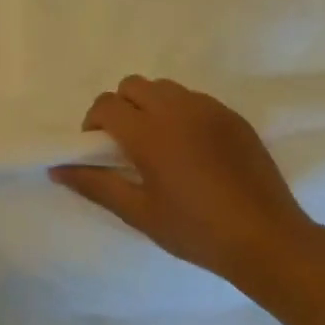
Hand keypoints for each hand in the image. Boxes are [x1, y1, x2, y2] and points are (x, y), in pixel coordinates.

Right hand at [51, 76, 318, 281]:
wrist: (267, 239)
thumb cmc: (195, 230)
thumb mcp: (138, 212)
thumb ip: (94, 185)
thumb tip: (56, 170)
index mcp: (149, 133)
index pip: (106, 105)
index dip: (94, 123)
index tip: (100, 150)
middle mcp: (177, 110)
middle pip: (132, 85)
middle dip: (121, 107)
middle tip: (126, 144)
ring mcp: (209, 110)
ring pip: (164, 87)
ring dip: (150, 105)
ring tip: (159, 143)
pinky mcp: (233, 117)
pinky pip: (194, 99)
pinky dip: (181, 112)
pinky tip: (191, 149)